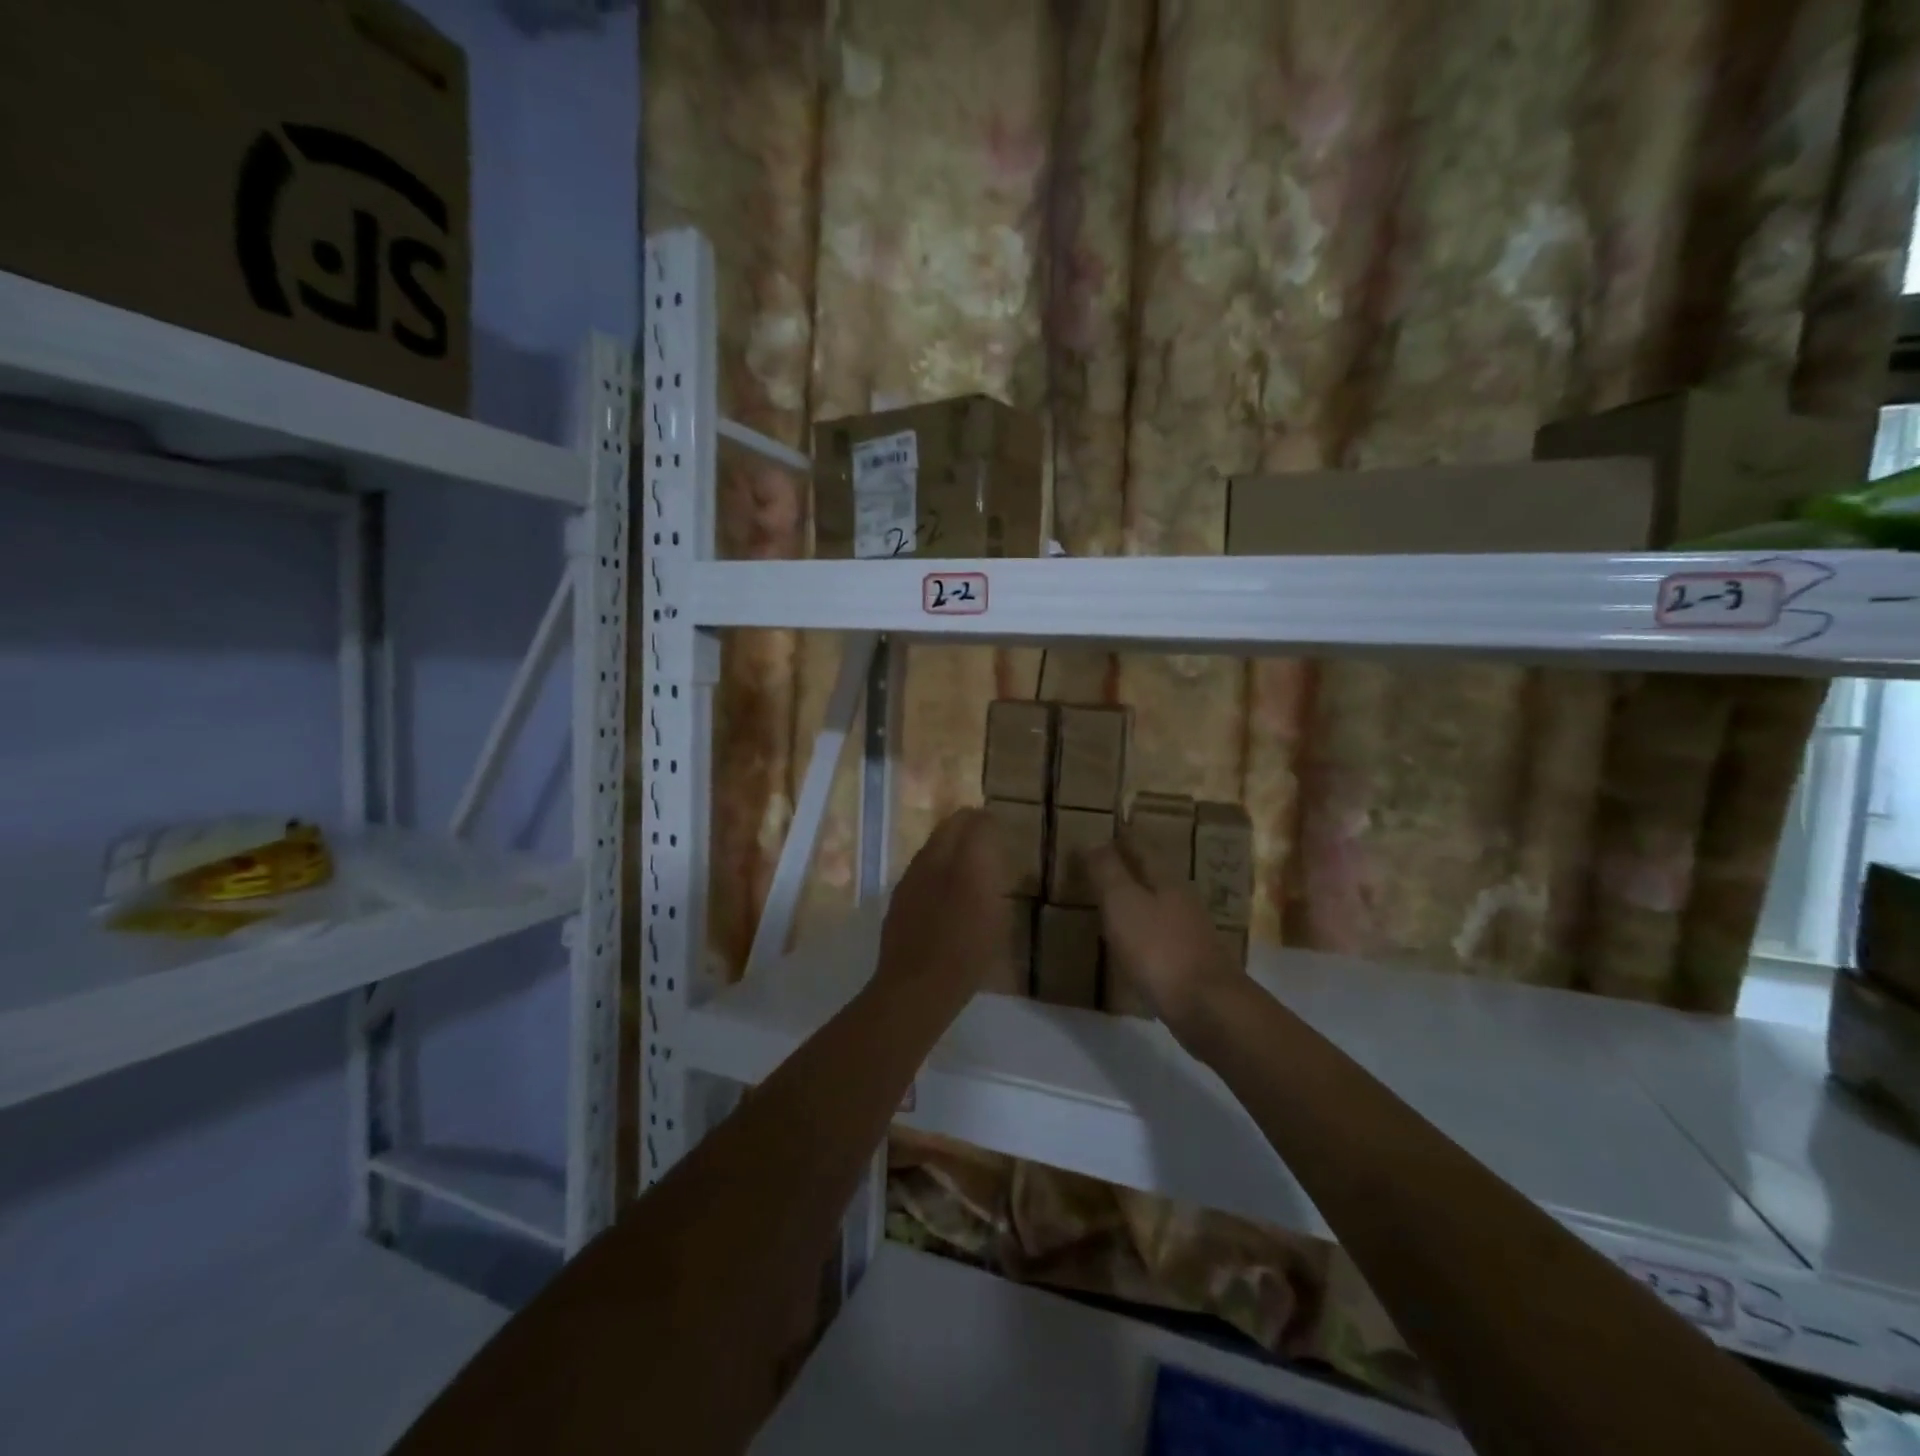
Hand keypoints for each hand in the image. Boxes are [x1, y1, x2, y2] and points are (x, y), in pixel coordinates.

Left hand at [873, 809, 1013, 1006]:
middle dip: (968, 824)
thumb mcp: (998, 918)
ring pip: (933, 843)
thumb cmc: (969, 954)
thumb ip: (993, 881)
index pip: (978, 821)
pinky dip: (934, 865)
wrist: (917, 984)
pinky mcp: (898, 892)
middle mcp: (935, 857)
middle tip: (983, 837)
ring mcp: (912, 874)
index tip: (999, 830)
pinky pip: (920, 865)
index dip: (989, 822)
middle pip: (951, 823)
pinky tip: (942, 887)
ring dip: (949, 844)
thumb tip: (990, 860)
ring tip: (963, 863)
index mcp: (967, 860)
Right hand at [1085, 836, 1241, 1035]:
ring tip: (1112, 902)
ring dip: (1137, 900)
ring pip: (1159, 905)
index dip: (1124, 838)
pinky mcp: (1191, 963)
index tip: (1108, 830)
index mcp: (1166, 880)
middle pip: (1154, 875)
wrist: (1207, 1007)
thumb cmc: (1158, 948)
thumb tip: (1094, 840)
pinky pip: (1161, 936)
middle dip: (1131, 867)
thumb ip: (1107, 871)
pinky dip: (1143, 931)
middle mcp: (1183, 900)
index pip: (1143, 848)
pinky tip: (1131, 943)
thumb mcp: (1123, 903)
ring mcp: (1191, 933)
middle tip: (1104, 864)